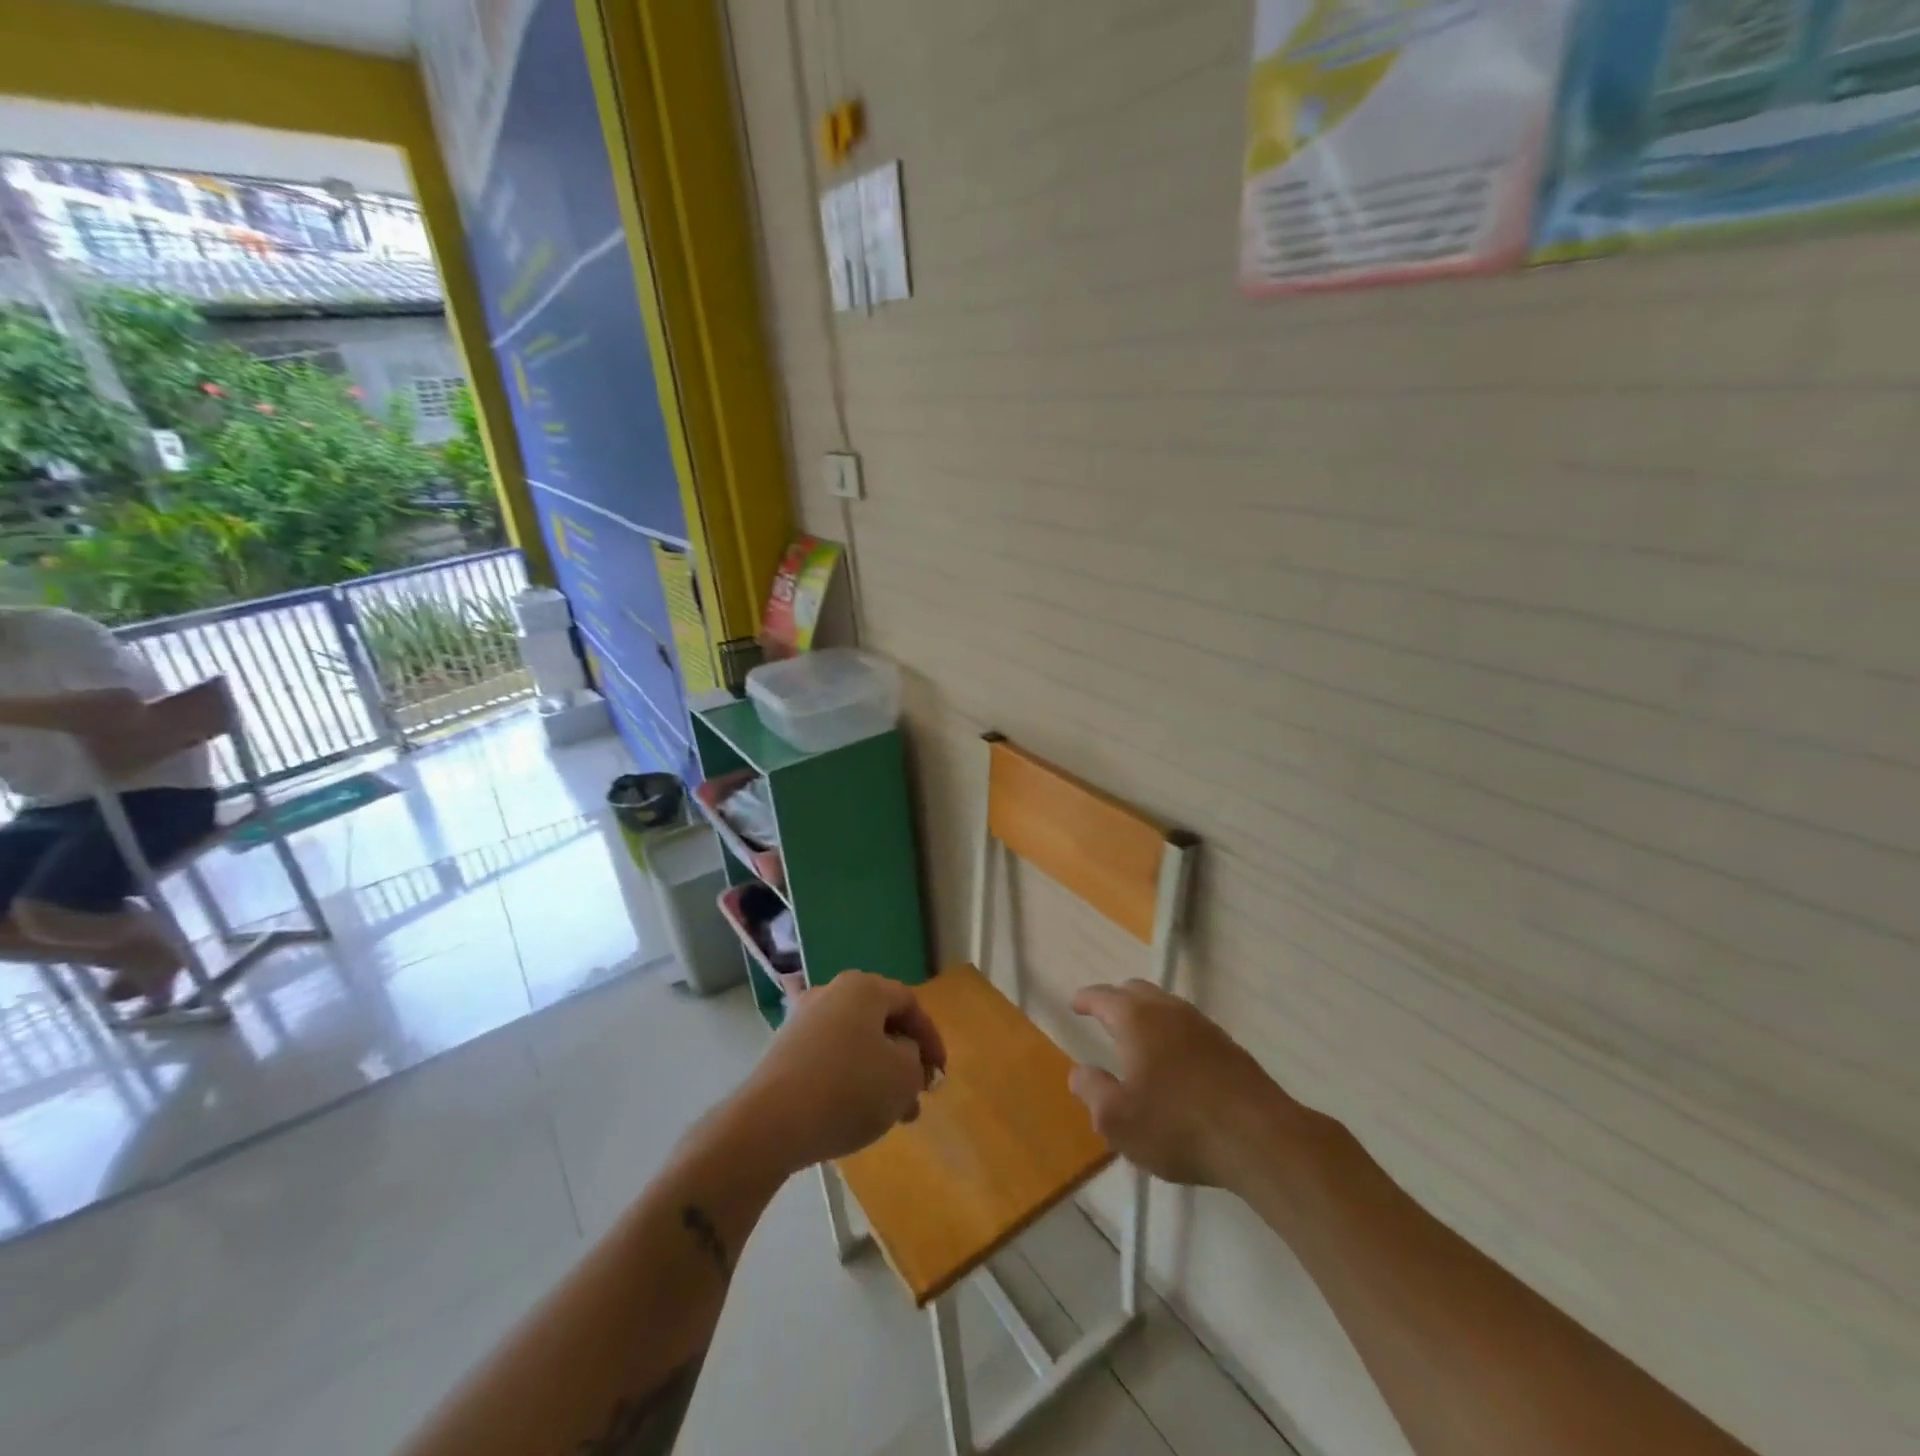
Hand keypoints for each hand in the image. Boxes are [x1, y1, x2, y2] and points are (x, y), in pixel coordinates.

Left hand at [744, 971, 946, 1172]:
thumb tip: (901, 1054)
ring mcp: (802, 1019)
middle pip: (880, 1022)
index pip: (910, 1004)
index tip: (940, 1074)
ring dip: (878, 1073)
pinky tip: (853, 1110)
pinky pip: (829, 1057)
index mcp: (864, 987)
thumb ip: (916, 1060)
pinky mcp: (783, 1050)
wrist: (770, 1123)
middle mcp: (831, 992)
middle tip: (916, 1096)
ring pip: (855, 1042)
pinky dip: (848, 1077)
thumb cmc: (848, 1089)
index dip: (931, 1038)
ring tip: (890, 1115)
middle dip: (904, 1060)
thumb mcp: (903, 1076)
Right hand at [1068, 979, 1295, 1188]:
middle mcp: (1168, 1010)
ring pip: (1165, 1006)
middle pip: (1136, 991)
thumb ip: (1092, 1091)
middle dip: (1116, 1000)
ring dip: (1146, 1014)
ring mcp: (1202, 1025)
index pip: (1103, 997)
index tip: (1075, 1004)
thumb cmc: (1177, 1126)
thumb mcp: (1117, 1119)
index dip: (1086, 999)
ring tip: (1137, 1038)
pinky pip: (1187, 1026)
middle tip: (1103, 1015)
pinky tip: (1174, 1060)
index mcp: (1136, 1019)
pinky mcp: (1228, 1046)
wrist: (1258, 1138)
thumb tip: (1079, 1071)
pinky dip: (1171, 1032)